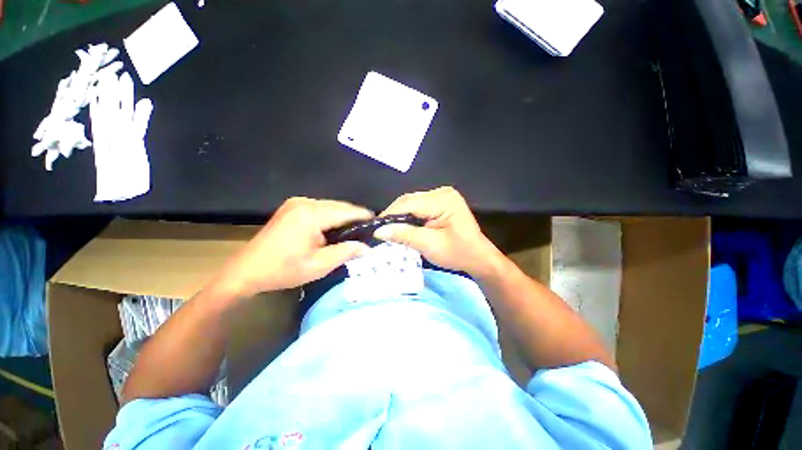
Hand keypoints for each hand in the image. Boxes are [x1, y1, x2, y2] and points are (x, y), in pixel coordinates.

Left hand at [214, 197, 372, 297]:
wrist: (247, 271)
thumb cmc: (284, 270)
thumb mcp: (320, 265)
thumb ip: (346, 252)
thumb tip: (368, 248)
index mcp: (312, 215)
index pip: (347, 211)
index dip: (364, 217)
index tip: (378, 224)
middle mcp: (305, 203)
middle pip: (339, 206)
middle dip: (355, 218)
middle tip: (368, 231)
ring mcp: (297, 203)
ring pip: (331, 207)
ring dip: (343, 218)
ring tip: (355, 231)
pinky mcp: (293, 207)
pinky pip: (320, 209)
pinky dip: (331, 217)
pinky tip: (335, 229)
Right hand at [374, 187, 503, 277]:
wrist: (478, 257)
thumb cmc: (457, 253)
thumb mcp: (429, 245)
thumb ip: (404, 235)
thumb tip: (379, 230)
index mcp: (443, 200)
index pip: (409, 203)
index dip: (390, 214)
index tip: (375, 227)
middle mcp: (442, 192)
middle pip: (410, 200)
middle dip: (394, 215)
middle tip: (381, 229)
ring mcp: (442, 195)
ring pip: (412, 202)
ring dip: (400, 215)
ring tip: (390, 228)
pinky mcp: (441, 202)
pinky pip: (418, 206)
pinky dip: (409, 215)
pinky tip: (403, 225)